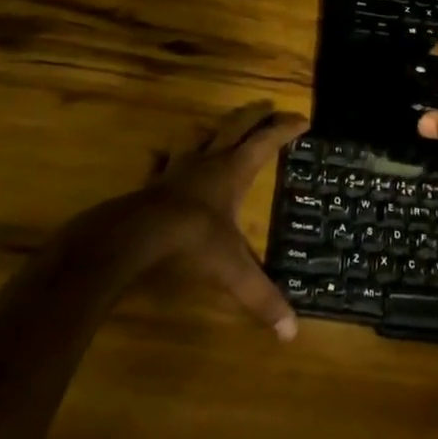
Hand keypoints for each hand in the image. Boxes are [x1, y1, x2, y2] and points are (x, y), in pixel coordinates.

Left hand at [145, 100, 308, 339]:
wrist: (134, 236)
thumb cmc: (192, 242)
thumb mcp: (233, 271)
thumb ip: (262, 297)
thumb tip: (291, 333)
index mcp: (233, 172)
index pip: (266, 142)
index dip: (285, 129)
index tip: (303, 120)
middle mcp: (208, 162)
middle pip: (234, 127)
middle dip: (254, 115)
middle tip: (267, 106)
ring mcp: (176, 169)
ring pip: (197, 137)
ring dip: (211, 130)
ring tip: (216, 128)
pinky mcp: (152, 183)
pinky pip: (160, 162)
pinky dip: (165, 158)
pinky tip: (161, 159)